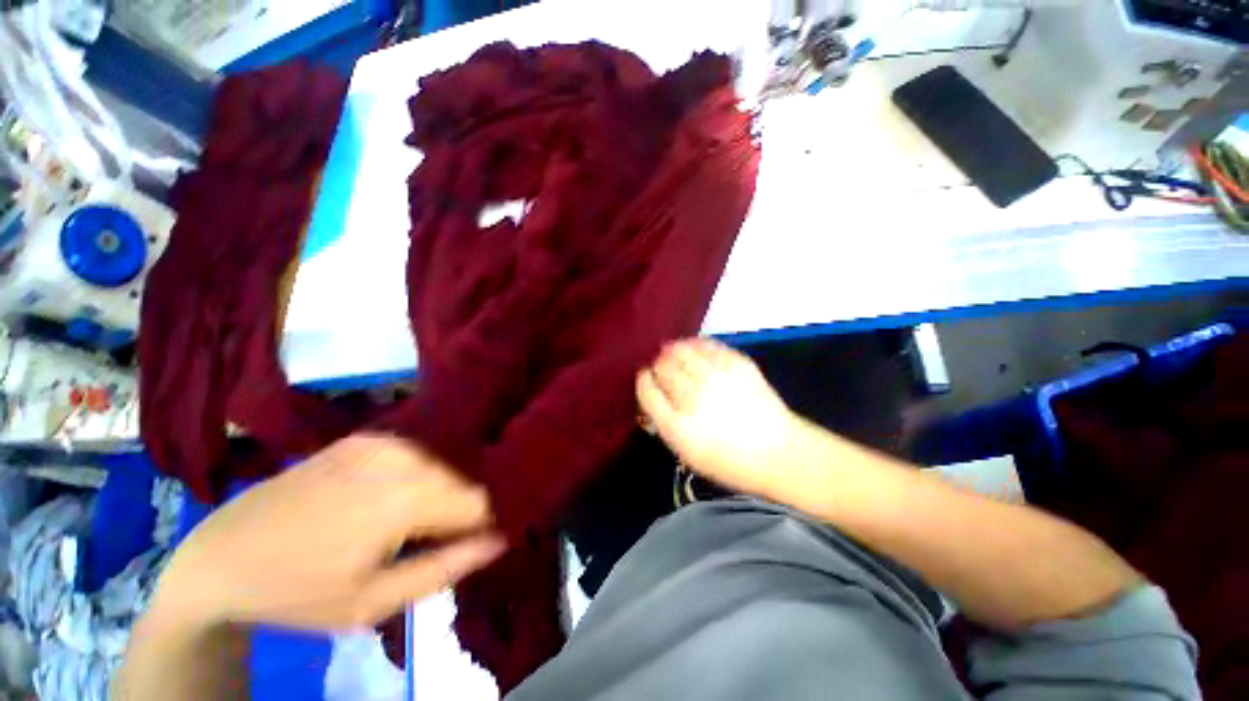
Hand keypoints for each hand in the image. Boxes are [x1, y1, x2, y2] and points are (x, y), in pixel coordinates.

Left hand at [150, 435, 505, 632]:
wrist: (221, 558)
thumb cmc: (297, 591)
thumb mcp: (373, 601)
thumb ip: (445, 568)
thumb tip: (499, 539)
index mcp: (403, 498)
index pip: (476, 502)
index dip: (473, 527)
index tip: (451, 549)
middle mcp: (399, 459)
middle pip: (459, 482)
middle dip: (449, 512)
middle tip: (415, 544)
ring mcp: (377, 443)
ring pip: (438, 468)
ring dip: (429, 495)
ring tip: (395, 526)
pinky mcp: (360, 440)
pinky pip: (411, 456)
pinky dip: (409, 478)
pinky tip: (378, 501)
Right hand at [636, 339, 800, 496]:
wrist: (779, 453)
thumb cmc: (729, 461)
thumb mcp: (686, 453)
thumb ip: (663, 422)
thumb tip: (651, 394)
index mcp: (676, 425)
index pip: (646, 388)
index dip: (644, 381)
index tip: (648, 380)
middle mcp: (693, 396)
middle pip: (661, 366)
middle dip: (658, 367)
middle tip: (663, 371)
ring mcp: (716, 376)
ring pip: (679, 349)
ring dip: (672, 351)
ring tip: (676, 357)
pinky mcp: (736, 362)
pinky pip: (704, 343)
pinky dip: (694, 345)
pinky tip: (694, 351)